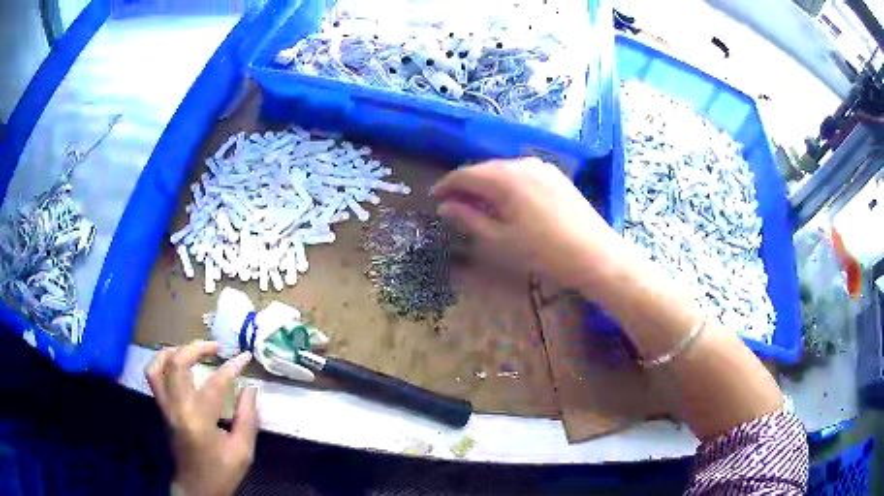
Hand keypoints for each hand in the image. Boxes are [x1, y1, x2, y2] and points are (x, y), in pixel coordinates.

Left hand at [146, 341, 257, 495]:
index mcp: (198, 421)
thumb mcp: (243, 451)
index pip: (214, 384)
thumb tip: (250, 388)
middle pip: (177, 364)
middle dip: (196, 348)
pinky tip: (177, 364)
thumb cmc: (221, 473)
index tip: (244, 357)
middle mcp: (176, 408)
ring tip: (191, 350)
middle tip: (215, 347)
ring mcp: (164, 407)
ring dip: (174, 351)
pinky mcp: (160, 409)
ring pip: (158, 366)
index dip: (231, 367)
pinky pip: (154, 377)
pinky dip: (163, 363)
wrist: (196, 488)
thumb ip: (247, 418)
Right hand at [432, 158, 624, 292]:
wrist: (595, 254)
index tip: (433, 198)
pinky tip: (508, 201)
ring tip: (479, 204)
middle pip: (484, 168)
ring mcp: (543, 167)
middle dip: (467, 184)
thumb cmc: (544, 252)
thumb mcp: (500, 239)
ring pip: (504, 170)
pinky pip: (522, 173)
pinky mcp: (556, 175)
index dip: (446, 185)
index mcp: (504, 177)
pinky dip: (508, 184)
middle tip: (454, 204)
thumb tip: (444, 206)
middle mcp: (522, 163)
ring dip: (487, 184)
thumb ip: (469, 218)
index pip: (465, 174)